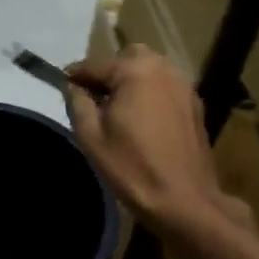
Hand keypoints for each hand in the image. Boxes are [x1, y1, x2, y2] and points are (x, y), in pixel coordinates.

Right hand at [64, 46, 243, 236]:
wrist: (184, 200)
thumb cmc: (132, 167)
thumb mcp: (91, 137)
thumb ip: (78, 103)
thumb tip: (74, 86)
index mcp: (134, 71)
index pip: (95, 65)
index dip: (76, 76)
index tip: (63, 85)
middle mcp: (162, 69)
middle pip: (128, 58)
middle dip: (110, 72)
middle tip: (97, 98)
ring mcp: (183, 85)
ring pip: (150, 70)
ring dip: (132, 81)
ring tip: (119, 110)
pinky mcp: (195, 104)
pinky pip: (166, 87)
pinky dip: (151, 94)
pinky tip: (144, 120)